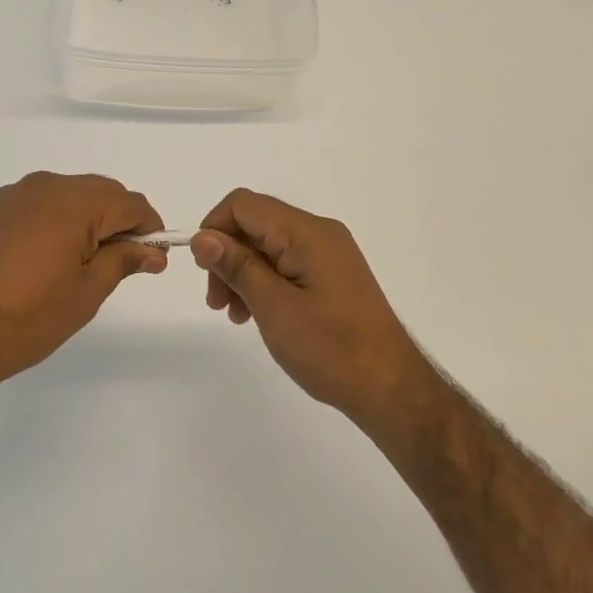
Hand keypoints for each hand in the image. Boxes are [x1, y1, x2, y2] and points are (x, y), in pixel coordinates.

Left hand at [0, 172, 165, 400]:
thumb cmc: (25, 318)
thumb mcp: (85, 293)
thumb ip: (122, 261)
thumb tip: (151, 250)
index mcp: (74, 202)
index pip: (129, 202)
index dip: (149, 228)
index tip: (153, 258)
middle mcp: (42, 186)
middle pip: (97, 193)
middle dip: (117, 222)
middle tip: (120, 264)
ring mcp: (8, 197)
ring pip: (63, 197)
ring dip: (82, 221)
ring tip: (78, 265)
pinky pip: (31, 207)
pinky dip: (49, 224)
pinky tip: (38, 262)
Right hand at [192, 189, 438, 431]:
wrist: (390, 388)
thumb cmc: (330, 348)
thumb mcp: (274, 307)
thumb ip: (237, 266)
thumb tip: (203, 237)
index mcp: (306, 232)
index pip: (244, 204)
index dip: (214, 228)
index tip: (203, 270)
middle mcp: (319, 232)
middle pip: (255, 223)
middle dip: (227, 254)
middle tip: (216, 302)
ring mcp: (329, 252)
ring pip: (269, 244)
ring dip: (243, 271)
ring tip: (235, 314)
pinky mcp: (333, 273)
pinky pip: (287, 261)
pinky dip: (265, 280)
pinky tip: (258, 314)